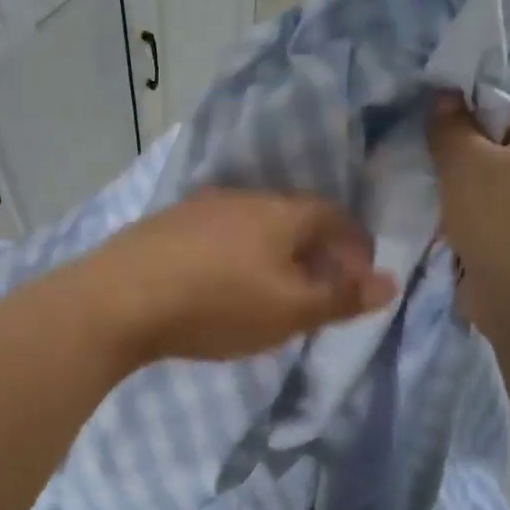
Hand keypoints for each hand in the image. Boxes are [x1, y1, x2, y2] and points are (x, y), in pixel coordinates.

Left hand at [80, 189, 396, 365]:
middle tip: (316, 290)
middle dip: (312, 251)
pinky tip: (216, 283)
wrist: (118, 298)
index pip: (333, 216)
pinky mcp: (162, 225)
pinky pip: (214, 235)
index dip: (354, 246)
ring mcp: (196, 207)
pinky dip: (231, 255)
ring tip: (268, 290)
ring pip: (250, 225)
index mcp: (279, 212)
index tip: (358, 279)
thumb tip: (391, 282)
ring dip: (270, 253)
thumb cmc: (216, 304)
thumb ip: (341, 297)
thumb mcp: (288, 312)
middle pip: (291, 217)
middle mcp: (240, 197)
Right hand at [426, 96, 509, 336]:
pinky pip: (474, 219)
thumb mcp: (466, 159)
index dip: (466, 108)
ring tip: (413, 187)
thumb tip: (443, 96)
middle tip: (413, 153)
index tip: (427, 119)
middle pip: (489, 147)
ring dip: (448, 190)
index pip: (504, 107)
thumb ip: (450, 126)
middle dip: (451, 152)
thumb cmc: (500, 215)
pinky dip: (452, 220)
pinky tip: (425, 222)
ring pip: (478, 186)